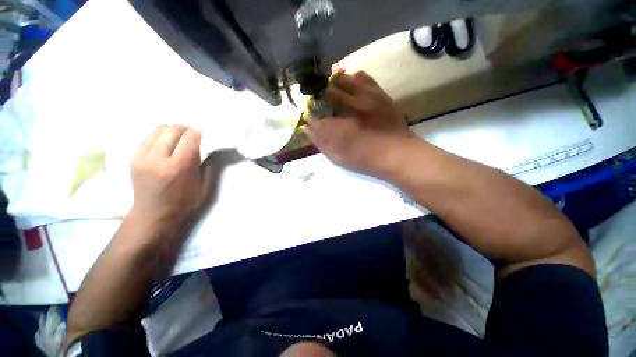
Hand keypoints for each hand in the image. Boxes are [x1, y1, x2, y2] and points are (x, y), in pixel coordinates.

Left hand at [130, 125, 209, 230]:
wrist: (153, 213)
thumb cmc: (184, 202)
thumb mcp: (204, 186)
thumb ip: (206, 164)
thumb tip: (208, 147)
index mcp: (178, 167)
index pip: (190, 138)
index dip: (200, 133)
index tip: (206, 135)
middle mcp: (157, 158)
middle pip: (173, 129)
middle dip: (187, 129)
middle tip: (195, 135)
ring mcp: (142, 156)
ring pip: (159, 129)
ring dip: (174, 130)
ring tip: (182, 137)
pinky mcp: (134, 157)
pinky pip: (149, 136)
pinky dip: (162, 135)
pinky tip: (169, 143)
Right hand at [306, 71, 417, 177]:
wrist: (398, 153)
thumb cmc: (366, 159)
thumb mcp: (339, 157)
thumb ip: (321, 142)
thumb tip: (307, 128)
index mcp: (338, 125)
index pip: (315, 114)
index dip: (310, 115)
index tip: (310, 118)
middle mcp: (349, 106)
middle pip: (325, 91)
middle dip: (318, 97)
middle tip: (320, 104)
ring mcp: (365, 96)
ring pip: (342, 78)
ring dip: (333, 85)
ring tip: (334, 93)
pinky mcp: (378, 92)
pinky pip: (362, 76)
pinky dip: (352, 79)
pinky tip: (352, 88)